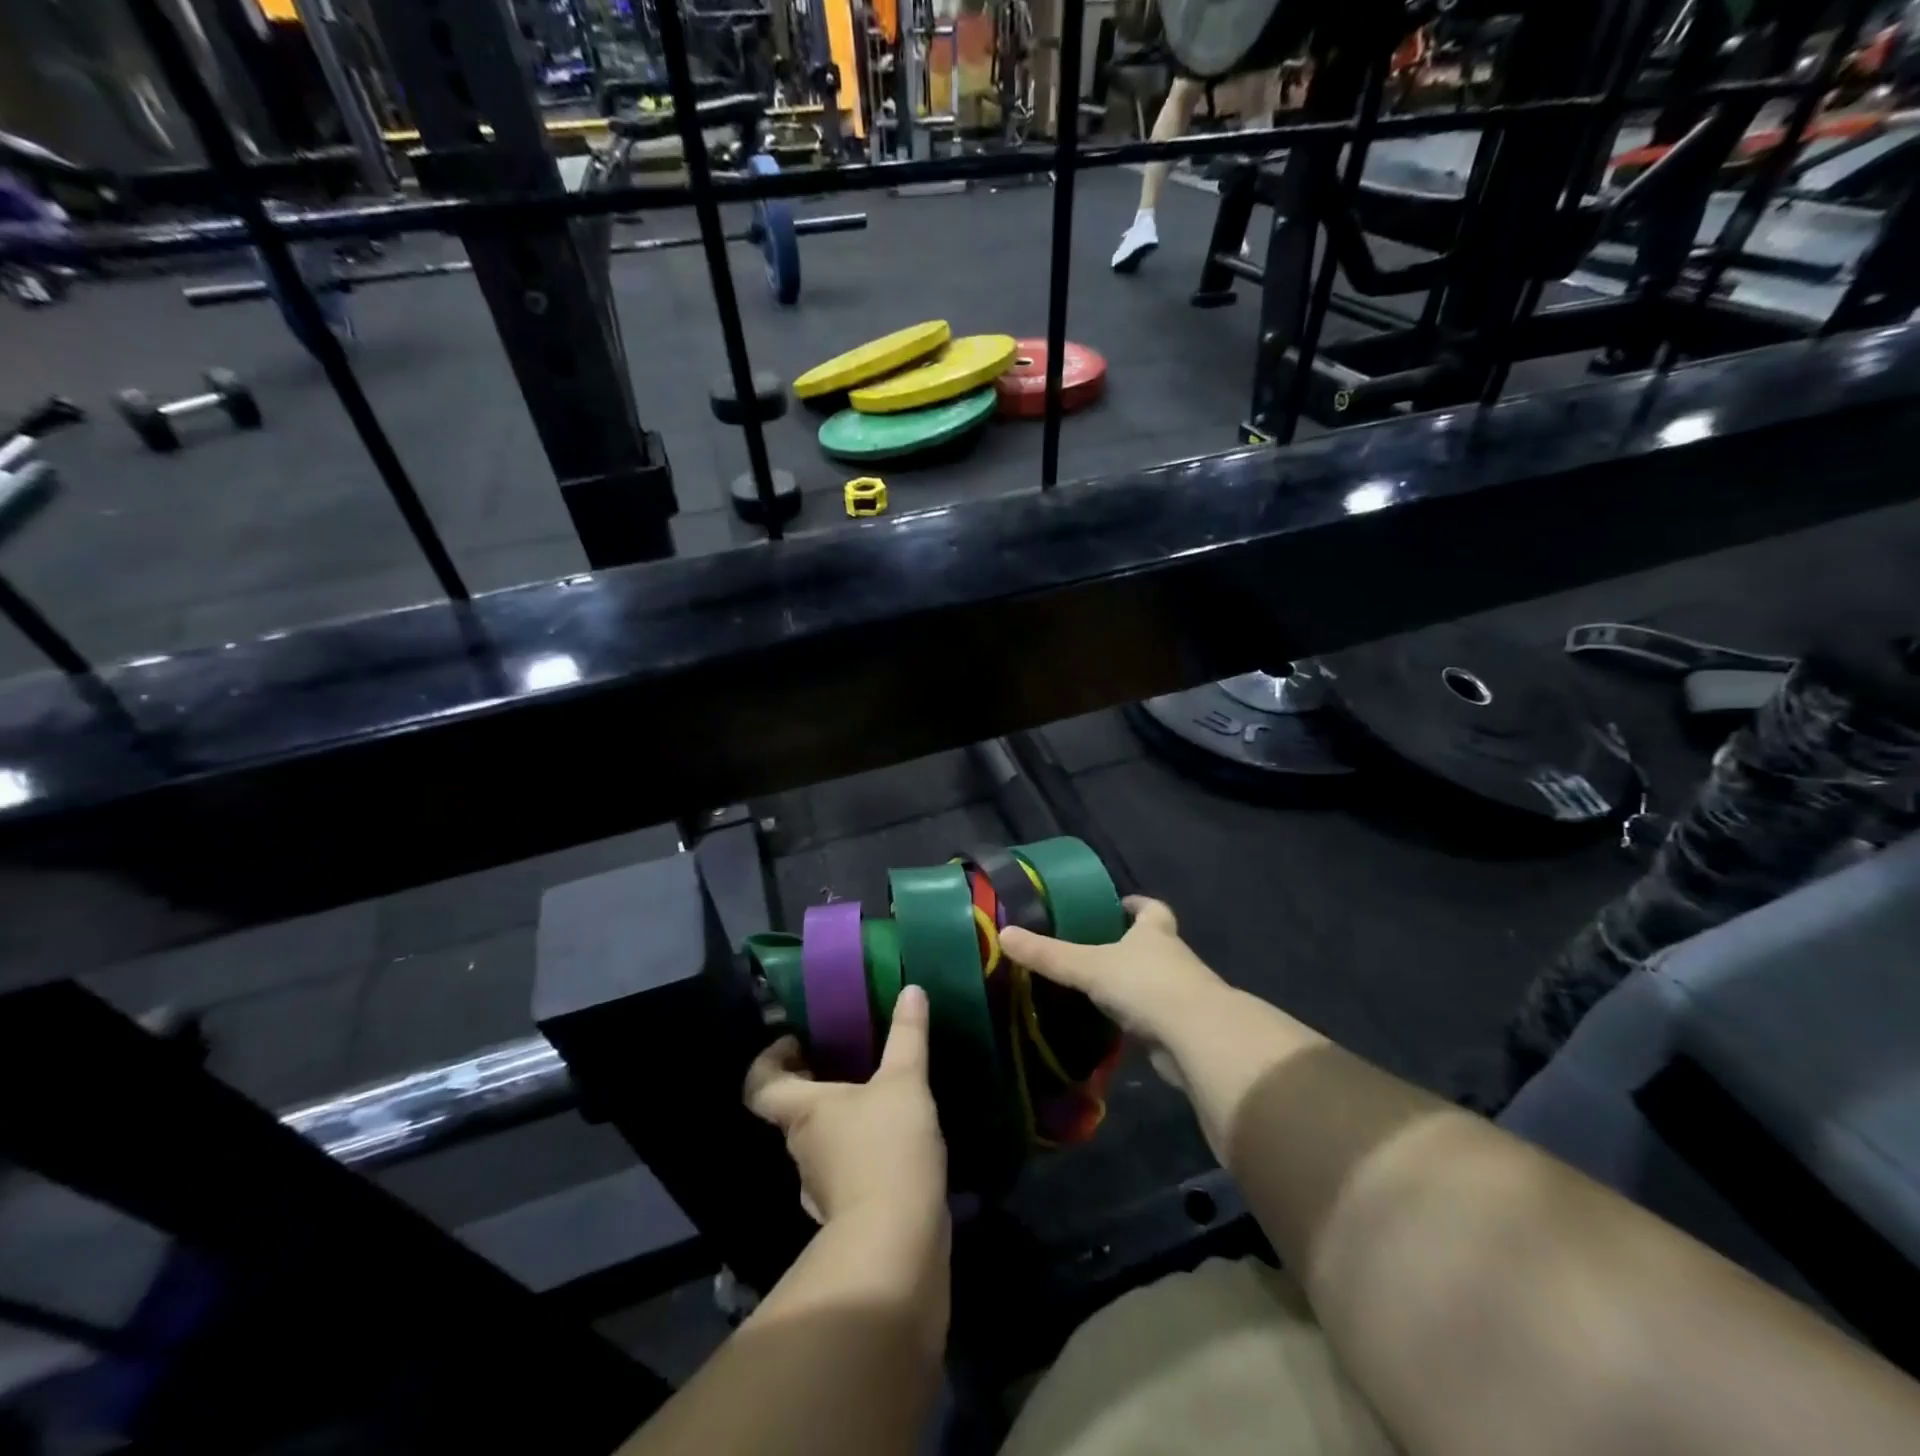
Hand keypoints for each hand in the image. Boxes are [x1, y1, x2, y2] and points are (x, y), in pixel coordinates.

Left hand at [744, 985, 946, 1224]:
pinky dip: (858, 1155)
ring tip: (874, 1098)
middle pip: (791, 1112)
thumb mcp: (904, 1081)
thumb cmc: (887, 1149)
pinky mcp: (848, 1214)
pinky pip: (844, 1174)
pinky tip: (891, 1144)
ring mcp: (821, 1187)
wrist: (897, 1244)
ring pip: (819, 1143)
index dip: (769, 1059)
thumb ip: (907, 1036)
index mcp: (802, 1112)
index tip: (795, 1040)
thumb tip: (912, 989)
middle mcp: (802, 1148)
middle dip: (812, 1084)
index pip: (761, 1084)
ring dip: (837, 1121)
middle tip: (842, 1060)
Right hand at [1000, 897, 1229, 1047]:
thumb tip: (1003, 934)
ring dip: (1132, 985)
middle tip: (1095, 947)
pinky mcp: (1180, 1030)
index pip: (1151, 909)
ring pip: (1154, 982)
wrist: (1196, 1039)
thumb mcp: (1089, 965)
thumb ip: (1048, 954)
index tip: (1119, 904)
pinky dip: (1135, 1020)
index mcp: (1155, 933)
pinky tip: (1110, 1025)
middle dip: (1130, 945)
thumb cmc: (1145, 985)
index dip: (1137, 905)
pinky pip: (1152, 1018)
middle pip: (1154, 944)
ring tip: (1096, 987)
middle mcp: (1173, 958)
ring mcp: (1180, 995)